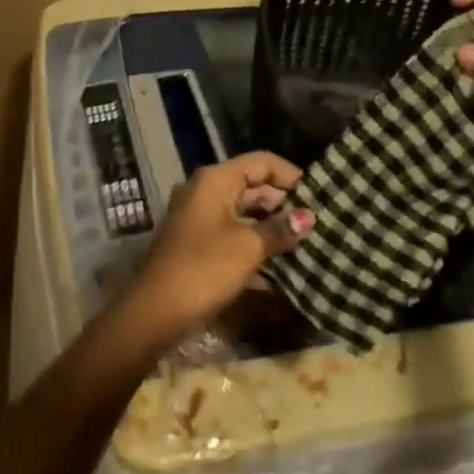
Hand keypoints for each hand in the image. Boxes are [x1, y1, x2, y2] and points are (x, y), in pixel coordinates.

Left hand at [117, 153, 312, 347]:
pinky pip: (233, 231)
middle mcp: (205, 190)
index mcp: (215, 180)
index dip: (290, 175)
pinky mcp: (197, 242)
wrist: (154, 311)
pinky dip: (254, 241)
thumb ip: (279, 229)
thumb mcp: (247, 247)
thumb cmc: (203, 269)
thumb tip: (308, 217)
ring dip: (271, 224)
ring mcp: (198, 216)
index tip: (318, 196)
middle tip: (317, 222)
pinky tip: (280, 262)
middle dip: (283, 202)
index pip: (261, 162)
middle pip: (252, 185)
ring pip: (243, 211)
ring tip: (305, 241)